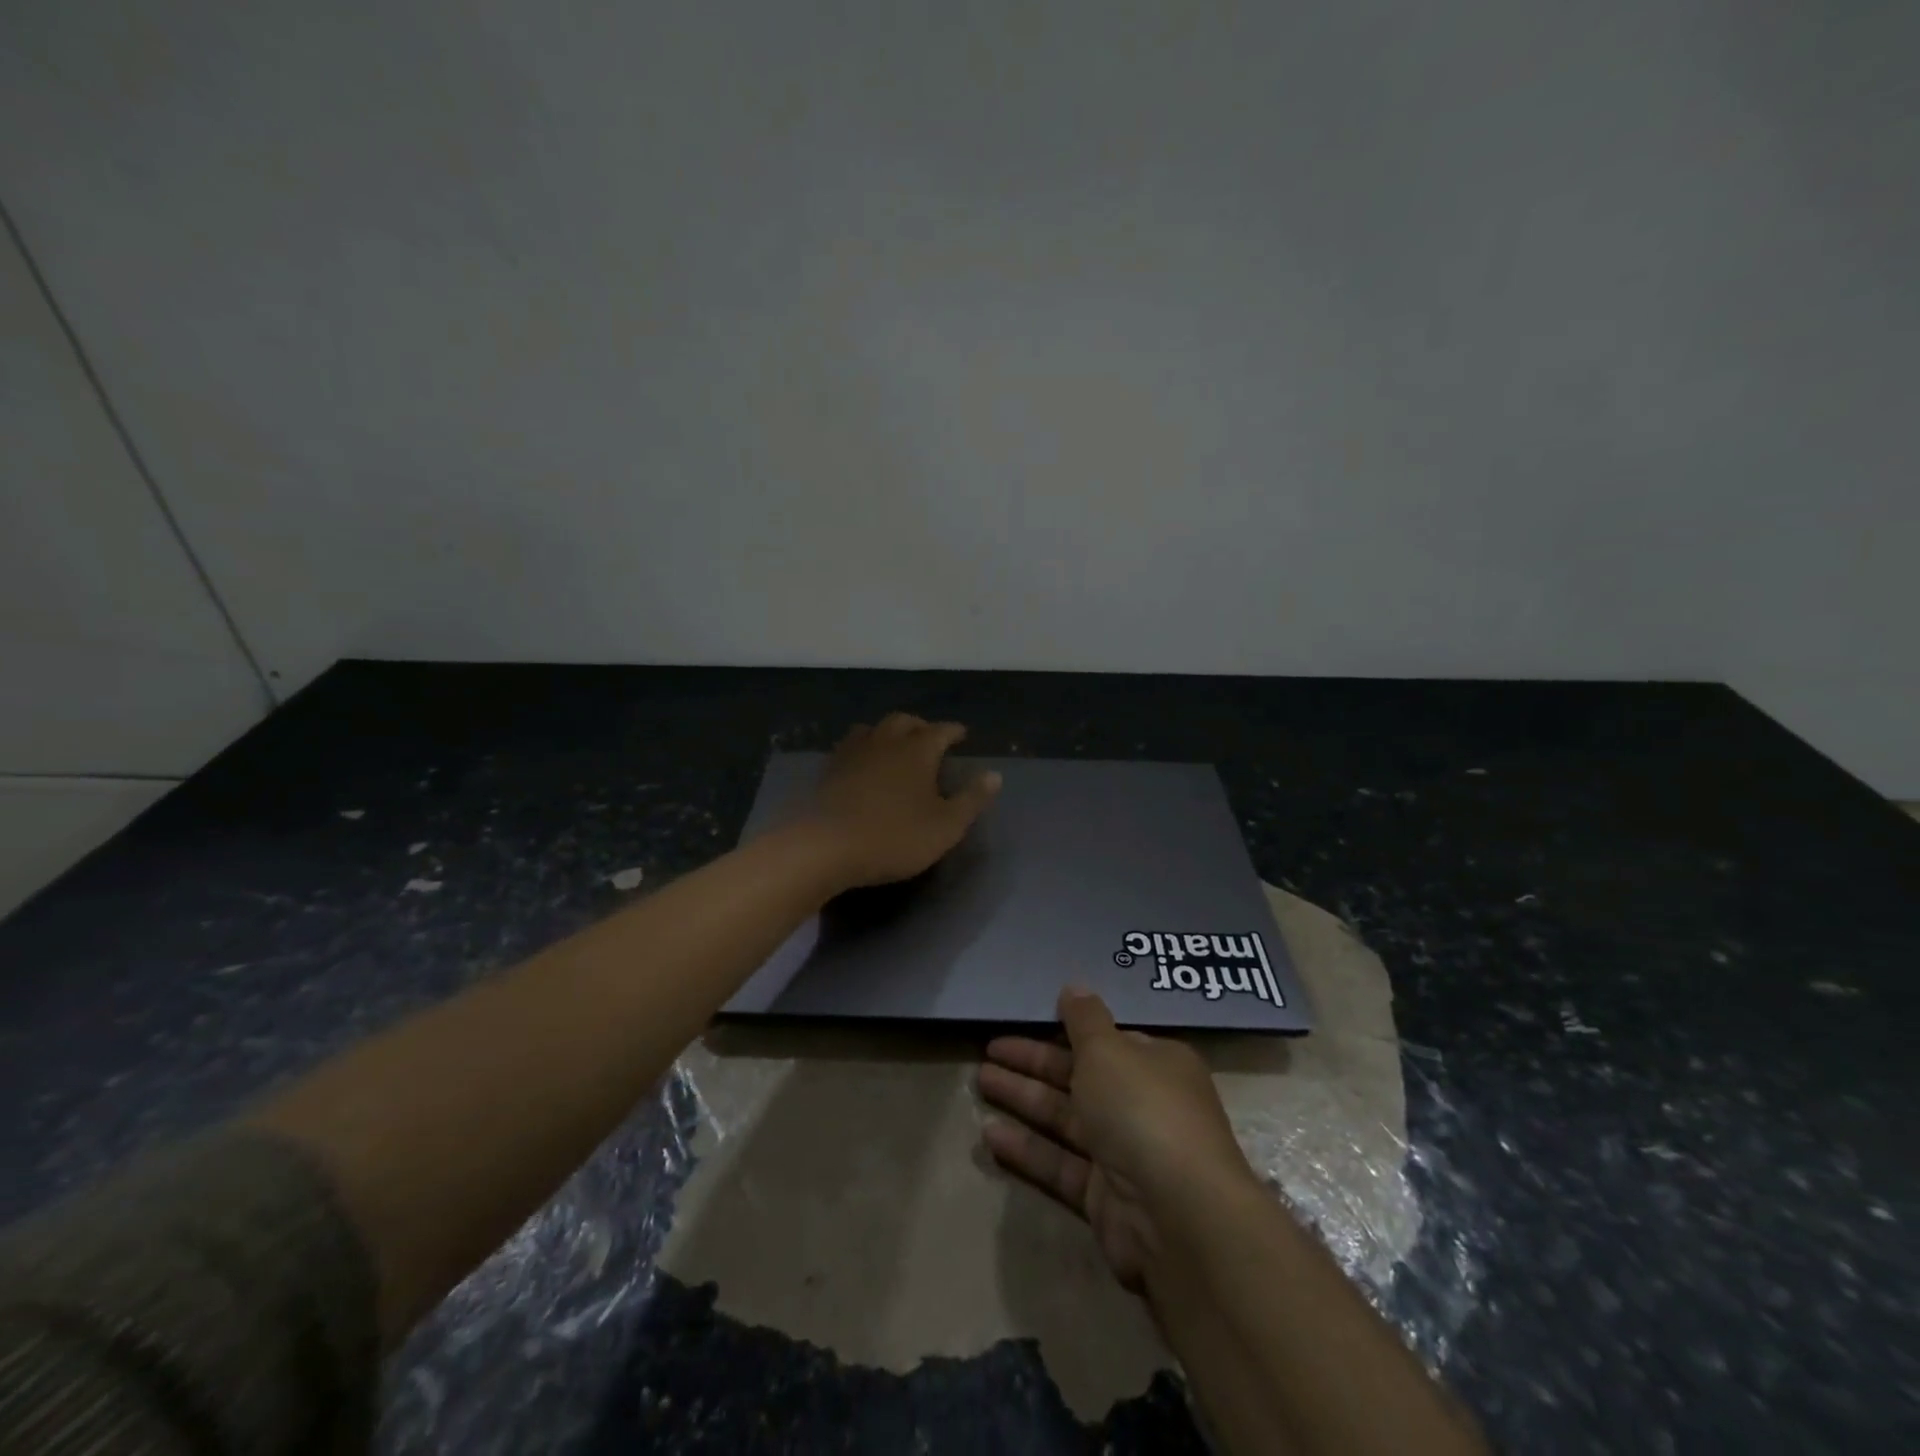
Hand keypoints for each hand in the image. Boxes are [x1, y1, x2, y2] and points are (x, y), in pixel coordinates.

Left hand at [797, 713, 1001, 891]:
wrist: (825, 846)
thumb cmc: (894, 837)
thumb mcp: (945, 826)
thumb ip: (972, 799)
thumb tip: (994, 775)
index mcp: (917, 750)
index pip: (940, 731)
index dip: (953, 731)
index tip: (961, 734)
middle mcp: (885, 742)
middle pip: (904, 721)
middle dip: (920, 726)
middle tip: (929, 737)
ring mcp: (853, 753)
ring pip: (873, 729)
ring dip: (887, 732)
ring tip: (894, 745)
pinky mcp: (828, 770)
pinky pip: (849, 746)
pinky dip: (863, 748)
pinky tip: (862, 764)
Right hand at [978, 987, 1256, 1291]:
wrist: (1178, 1216)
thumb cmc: (1143, 1110)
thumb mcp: (1108, 1049)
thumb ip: (1084, 1020)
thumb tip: (1074, 987)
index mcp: (1155, 1064)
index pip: (1106, 1040)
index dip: (1064, 1028)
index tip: (1026, 1019)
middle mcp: (1143, 1105)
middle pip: (1079, 1076)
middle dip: (1032, 1062)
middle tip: (987, 1049)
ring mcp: (1125, 1153)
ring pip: (1065, 1119)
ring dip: (1024, 1099)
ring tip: (978, 1081)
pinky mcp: (1105, 1198)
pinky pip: (1060, 1163)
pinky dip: (1027, 1148)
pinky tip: (989, 1133)